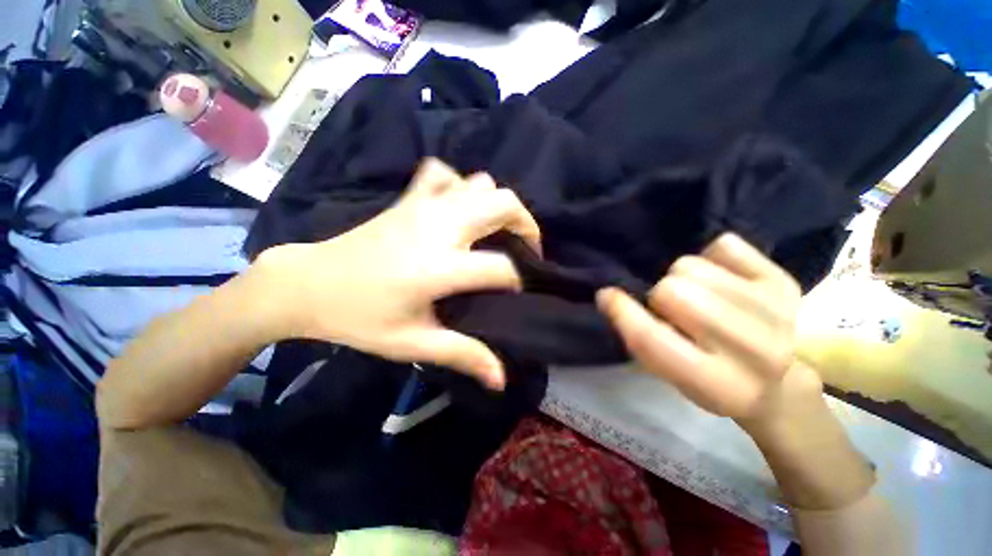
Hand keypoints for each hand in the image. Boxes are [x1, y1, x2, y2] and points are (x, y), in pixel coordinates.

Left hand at [256, 159, 540, 389]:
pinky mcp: (407, 198)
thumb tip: (500, 379)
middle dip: (526, 224)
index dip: (519, 280)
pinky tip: (458, 207)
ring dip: (496, 204)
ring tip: (495, 230)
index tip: (518, 294)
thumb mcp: (412, 343)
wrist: (306, 284)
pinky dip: (460, 185)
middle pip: (503, 204)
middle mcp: (438, 227)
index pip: (502, 267)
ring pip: (479, 183)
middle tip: (526, 249)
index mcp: (439, 267)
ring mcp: (423, 206)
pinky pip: (443, 175)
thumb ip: (461, 354)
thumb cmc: (358, 319)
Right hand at [597, 233, 820, 419]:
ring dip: (684, 278)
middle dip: (661, 297)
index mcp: (717, 384)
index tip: (606, 295)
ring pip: (692, 266)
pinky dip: (714, 258)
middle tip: (672, 309)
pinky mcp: (784, 281)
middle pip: (672, 291)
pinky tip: (724, 279)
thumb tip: (611, 297)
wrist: (786, 382)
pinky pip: (723, 246)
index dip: (622, 312)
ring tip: (699, 295)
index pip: (653, 339)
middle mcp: (752, 349)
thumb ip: (643, 341)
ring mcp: (775, 309)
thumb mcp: (674, 379)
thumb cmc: (716, 383)